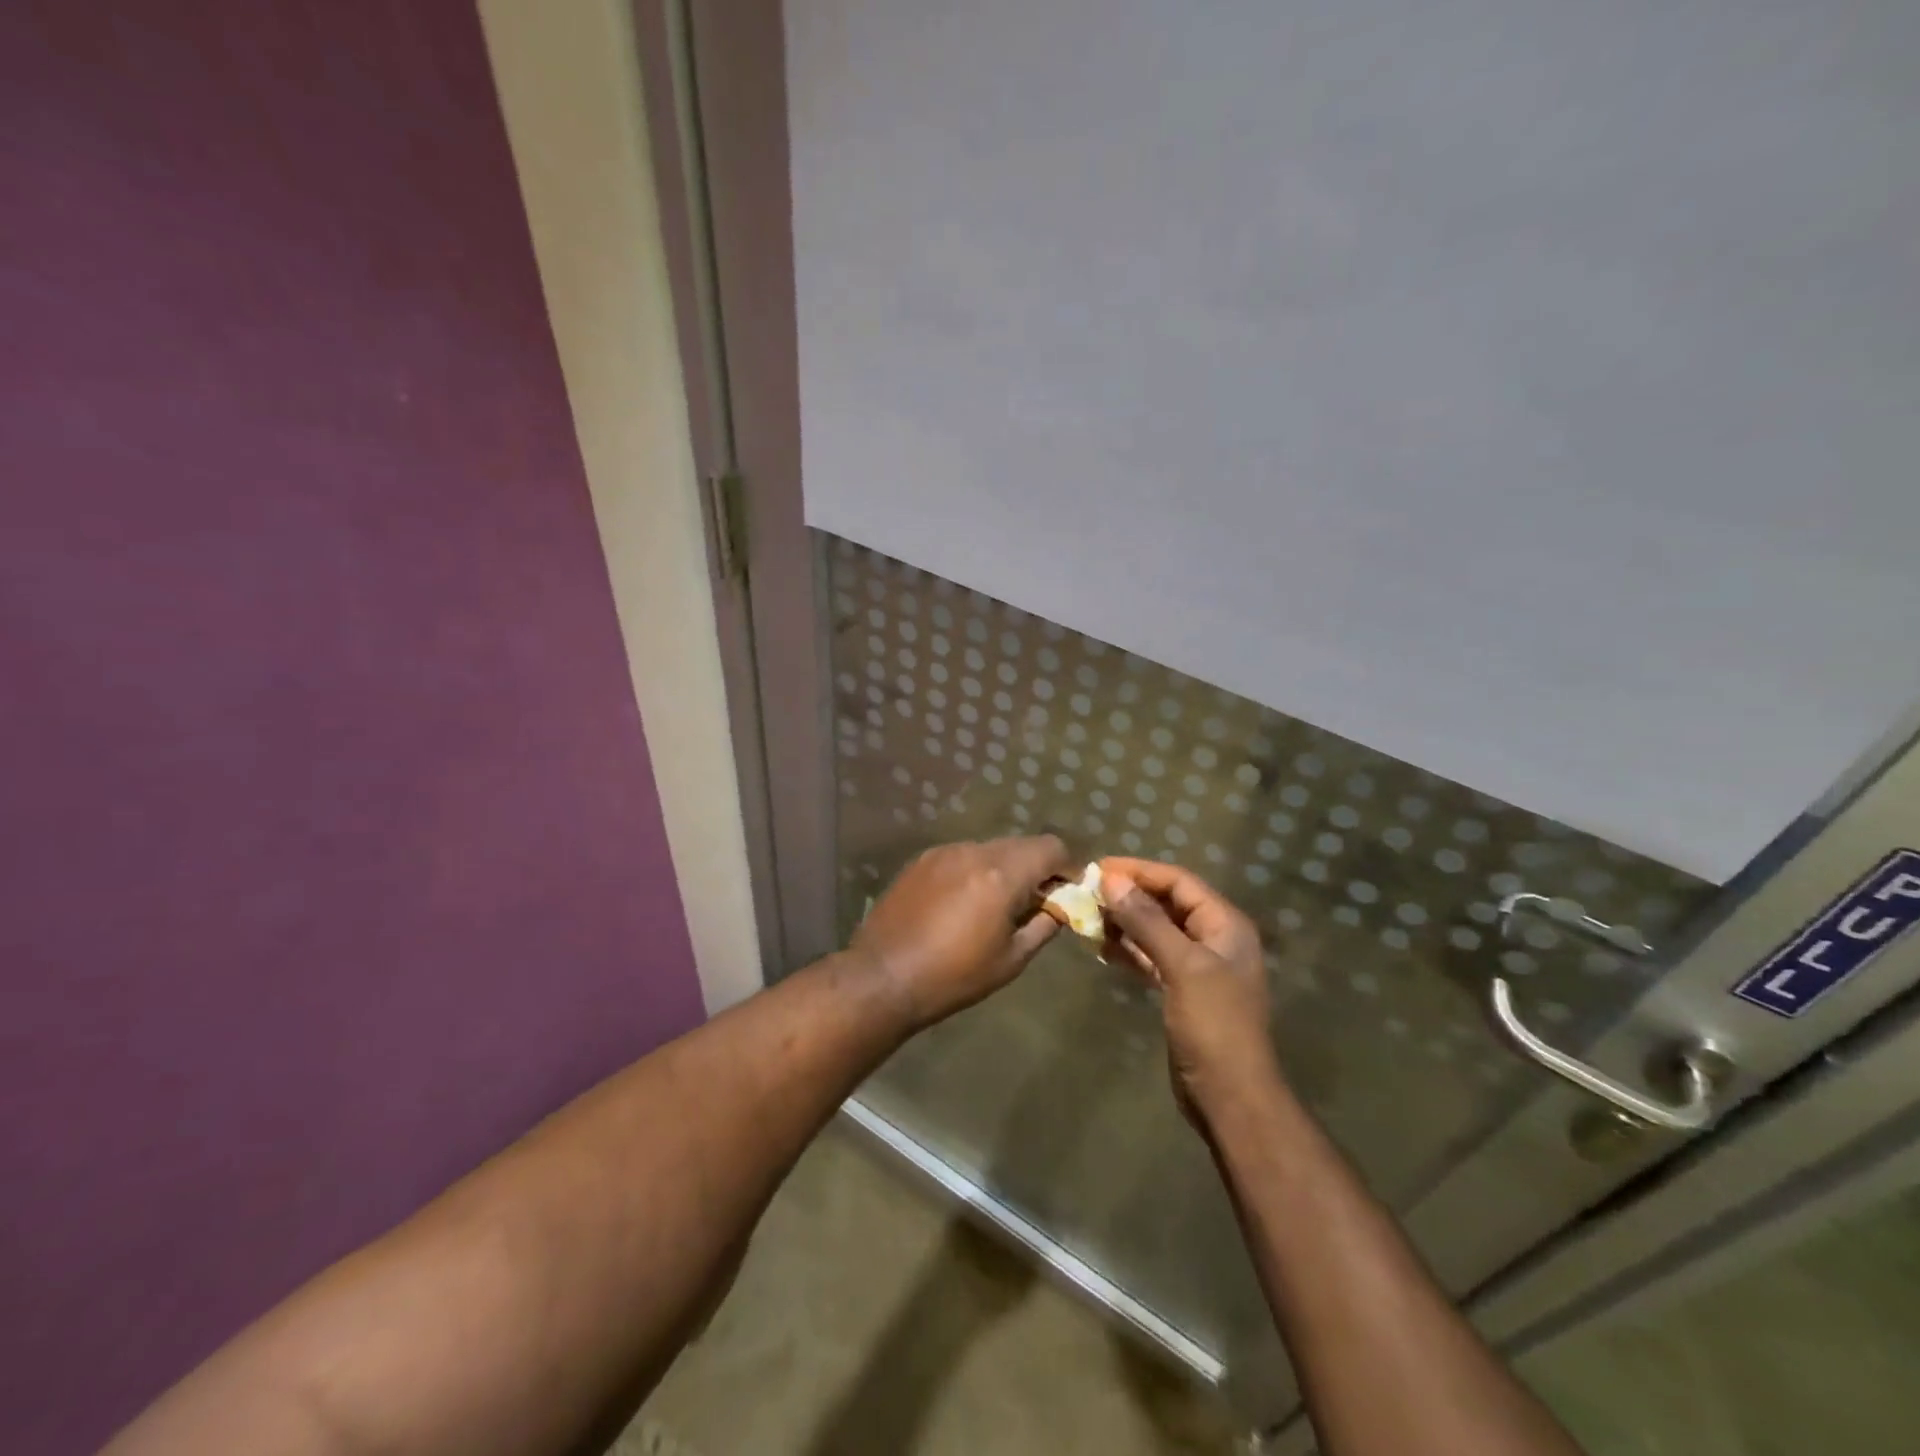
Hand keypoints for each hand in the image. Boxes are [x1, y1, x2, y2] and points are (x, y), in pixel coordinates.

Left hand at [851, 835, 1072, 1030]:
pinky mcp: (922, 860)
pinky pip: (963, 855)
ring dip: (1006, 868)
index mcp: (1001, 874)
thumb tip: (1060, 908)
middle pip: (1022, 844)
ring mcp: (944, 852)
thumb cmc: (953, 976)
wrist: (882, 976)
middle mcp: (974, 851)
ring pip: (991, 848)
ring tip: (999, 905)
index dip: (1068, 867)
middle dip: (1038, 868)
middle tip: (1038, 902)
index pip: (1051, 847)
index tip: (1068, 893)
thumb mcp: (1011, 959)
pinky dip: (976, 870)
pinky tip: (965, 902)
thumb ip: (1043, 926)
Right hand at [1097, 857, 1281, 1123]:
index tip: (1099, 868)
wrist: (1230, 1097)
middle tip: (1087, 891)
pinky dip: (1128, 949)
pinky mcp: (1181, 990)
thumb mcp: (1183, 967)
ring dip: (1124, 922)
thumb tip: (1111, 881)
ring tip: (1088, 916)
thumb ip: (1147, 921)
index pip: (1179, 881)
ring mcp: (1197, 966)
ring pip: (1155, 930)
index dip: (1139, 871)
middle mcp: (1213, 938)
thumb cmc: (1214, 1025)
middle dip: (1129, 895)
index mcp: (1225, 925)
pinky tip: (1100, 947)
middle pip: (1166, 903)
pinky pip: (1151, 957)